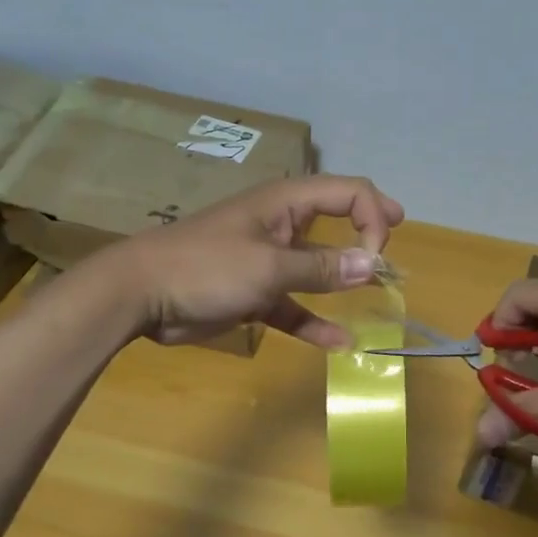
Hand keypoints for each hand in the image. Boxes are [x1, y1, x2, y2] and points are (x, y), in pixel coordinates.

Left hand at [108, 175, 404, 348]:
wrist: (141, 294)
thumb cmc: (206, 267)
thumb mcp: (269, 267)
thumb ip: (322, 268)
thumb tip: (373, 264)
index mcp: (285, 203)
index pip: (347, 192)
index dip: (372, 216)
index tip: (377, 257)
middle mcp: (281, 226)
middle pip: (335, 219)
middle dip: (367, 230)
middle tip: (395, 237)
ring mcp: (267, 260)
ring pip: (318, 266)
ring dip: (345, 278)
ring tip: (380, 292)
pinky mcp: (254, 293)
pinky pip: (294, 305)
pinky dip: (314, 321)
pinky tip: (339, 344)